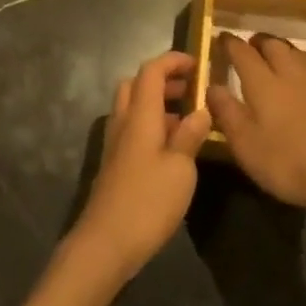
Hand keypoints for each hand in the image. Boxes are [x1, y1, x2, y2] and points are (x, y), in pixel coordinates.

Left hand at [71, 51, 211, 283]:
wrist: (104, 245)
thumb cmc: (147, 202)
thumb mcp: (180, 169)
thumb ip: (190, 136)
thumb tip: (201, 110)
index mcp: (140, 115)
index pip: (151, 71)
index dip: (173, 61)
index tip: (197, 63)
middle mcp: (124, 122)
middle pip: (136, 84)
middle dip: (163, 80)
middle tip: (190, 90)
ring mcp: (116, 144)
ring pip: (133, 107)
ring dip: (157, 104)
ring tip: (188, 120)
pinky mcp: (115, 165)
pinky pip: (132, 129)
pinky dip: (151, 125)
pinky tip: (171, 149)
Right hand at [206, 33, 305, 214]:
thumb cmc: (287, 162)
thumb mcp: (246, 144)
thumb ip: (226, 112)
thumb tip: (212, 86)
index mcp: (263, 81)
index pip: (242, 52)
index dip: (229, 44)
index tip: (221, 38)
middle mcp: (289, 70)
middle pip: (271, 44)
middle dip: (257, 42)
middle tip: (248, 48)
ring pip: (294, 50)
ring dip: (280, 48)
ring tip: (273, 57)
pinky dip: (300, 60)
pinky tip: (302, 73)